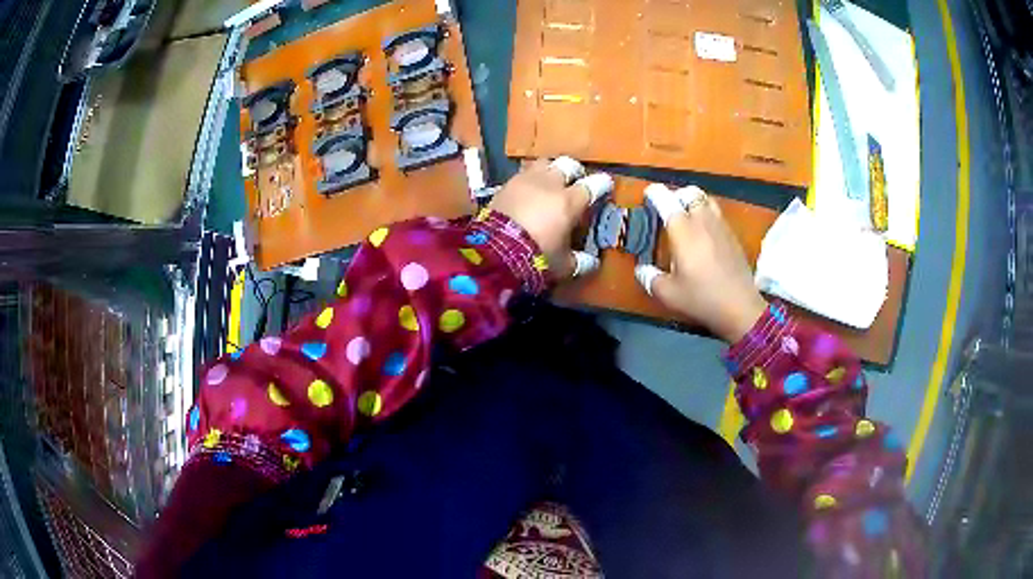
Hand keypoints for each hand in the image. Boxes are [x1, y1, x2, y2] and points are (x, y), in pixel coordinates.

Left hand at [489, 157, 611, 278]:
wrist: (494, 252)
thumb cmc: (536, 257)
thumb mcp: (563, 265)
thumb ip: (580, 262)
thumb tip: (593, 262)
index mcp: (570, 201)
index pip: (593, 185)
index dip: (602, 184)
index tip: (606, 185)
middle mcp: (550, 184)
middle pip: (567, 165)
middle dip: (574, 171)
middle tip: (575, 181)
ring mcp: (526, 180)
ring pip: (543, 163)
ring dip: (550, 170)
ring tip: (549, 182)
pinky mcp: (505, 185)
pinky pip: (522, 174)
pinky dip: (529, 179)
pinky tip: (528, 191)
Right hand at [636, 184, 766, 342]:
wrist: (740, 307)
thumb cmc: (701, 298)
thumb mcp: (668, 294)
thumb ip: (650, 278)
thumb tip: (642, 270)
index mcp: (683, 230)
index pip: (666, 200)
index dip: (654, 194)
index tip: (648, 196)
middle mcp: (703, 221)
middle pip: (690, 193)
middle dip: (677, 195)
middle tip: (669, 208)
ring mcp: (721, 227)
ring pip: (707, 201)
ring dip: (694, 203)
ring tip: (687, 218)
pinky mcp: (733, 237)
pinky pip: (718, 215)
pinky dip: (708, 216)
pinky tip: (704, 235)